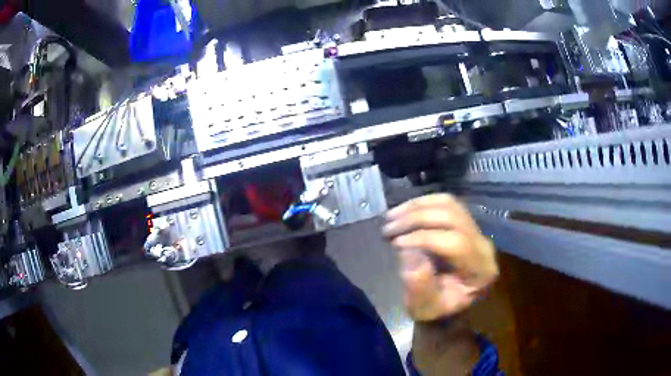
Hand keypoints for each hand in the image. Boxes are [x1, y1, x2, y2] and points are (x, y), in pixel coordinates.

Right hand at [383, 194, 497, 321]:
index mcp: (481, 270)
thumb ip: (420, 287)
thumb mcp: (426, 308)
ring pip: (449, 204)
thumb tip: (410, 254)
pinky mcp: (466, 222)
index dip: (424, 238)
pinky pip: (446, 202)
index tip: (396, 243)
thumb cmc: (437, 310)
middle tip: (388, 228)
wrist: (445, 304)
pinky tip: (404, 211)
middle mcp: (483, 244)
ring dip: (417, 207)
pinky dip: (422, 203)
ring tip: (391, 217)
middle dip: (416, 219)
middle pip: (452, 217)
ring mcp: (476, 230)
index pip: (456, 243)